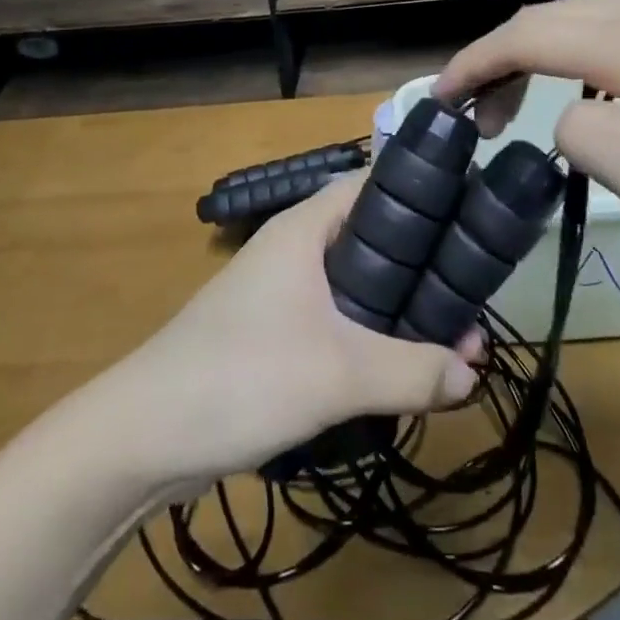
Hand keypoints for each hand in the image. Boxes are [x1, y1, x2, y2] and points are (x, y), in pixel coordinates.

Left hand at [110, 173, 481, 484]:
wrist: (145, 434)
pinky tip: (397, 372)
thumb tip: (473, 373)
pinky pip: (335, 323)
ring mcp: (280, 293)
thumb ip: (412, 371)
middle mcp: (294, 250)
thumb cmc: (243, 375)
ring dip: (398, 312)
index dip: (422, 195)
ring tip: (448, 345)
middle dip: (422, 270)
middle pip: (372, 242)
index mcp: (305, 229)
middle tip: (470, 304)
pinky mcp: (272, 335)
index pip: (372, 185)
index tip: (470, 218)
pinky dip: (369, 340)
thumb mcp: (338, 374)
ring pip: (355, 288)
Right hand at [434, 0, 619, 280]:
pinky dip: (561, 46)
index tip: (441, 99)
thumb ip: (589, 140)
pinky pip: (599, 21)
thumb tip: (562, 113)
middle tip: (474, 117)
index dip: (476, 62)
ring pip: (569, 14)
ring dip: (527, 52)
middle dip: (496, 59)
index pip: (529, 37)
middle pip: (544, 18)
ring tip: (510, 106)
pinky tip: (564, 84)